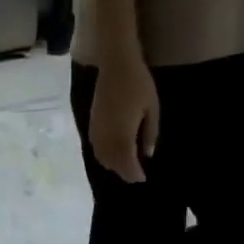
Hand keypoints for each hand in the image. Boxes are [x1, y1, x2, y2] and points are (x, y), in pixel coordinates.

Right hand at [89, 55, 160, 183]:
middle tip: (135, 175)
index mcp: (123, 136)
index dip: (134, 174)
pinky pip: (95, 149)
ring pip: (102, 159)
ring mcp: (97, 132)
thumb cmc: (138, 83)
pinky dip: (103, 156)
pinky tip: (111, 153)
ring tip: (124, 166)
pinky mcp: (91, 125)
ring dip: (113, 166)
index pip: (127, 163)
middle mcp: (107, 139)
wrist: (115, 64)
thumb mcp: (152, 108)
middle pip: (114, 164)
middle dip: (124, 172)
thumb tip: (147, 154)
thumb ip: (149, 133)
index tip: (142, 178)